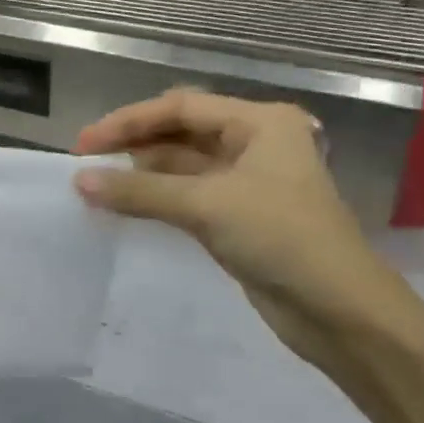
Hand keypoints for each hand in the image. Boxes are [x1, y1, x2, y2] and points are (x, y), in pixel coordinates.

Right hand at [72, 91, 421, 369]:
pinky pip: (188, 195)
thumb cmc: (282, 238)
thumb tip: (80, 180)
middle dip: (135, 143)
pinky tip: (125, 204)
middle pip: (181, 132)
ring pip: (183, 165)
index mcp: (259, 122)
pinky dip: (157, 197)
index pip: (180, 108)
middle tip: (88, 162)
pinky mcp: (240, 216)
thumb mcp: (207, 206)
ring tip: (98, 183)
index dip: (129, 121)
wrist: (343, 314)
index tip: (85, 143)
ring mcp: (248, 180)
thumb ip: (140, 190)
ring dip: (143, 172)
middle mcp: (255, 142)